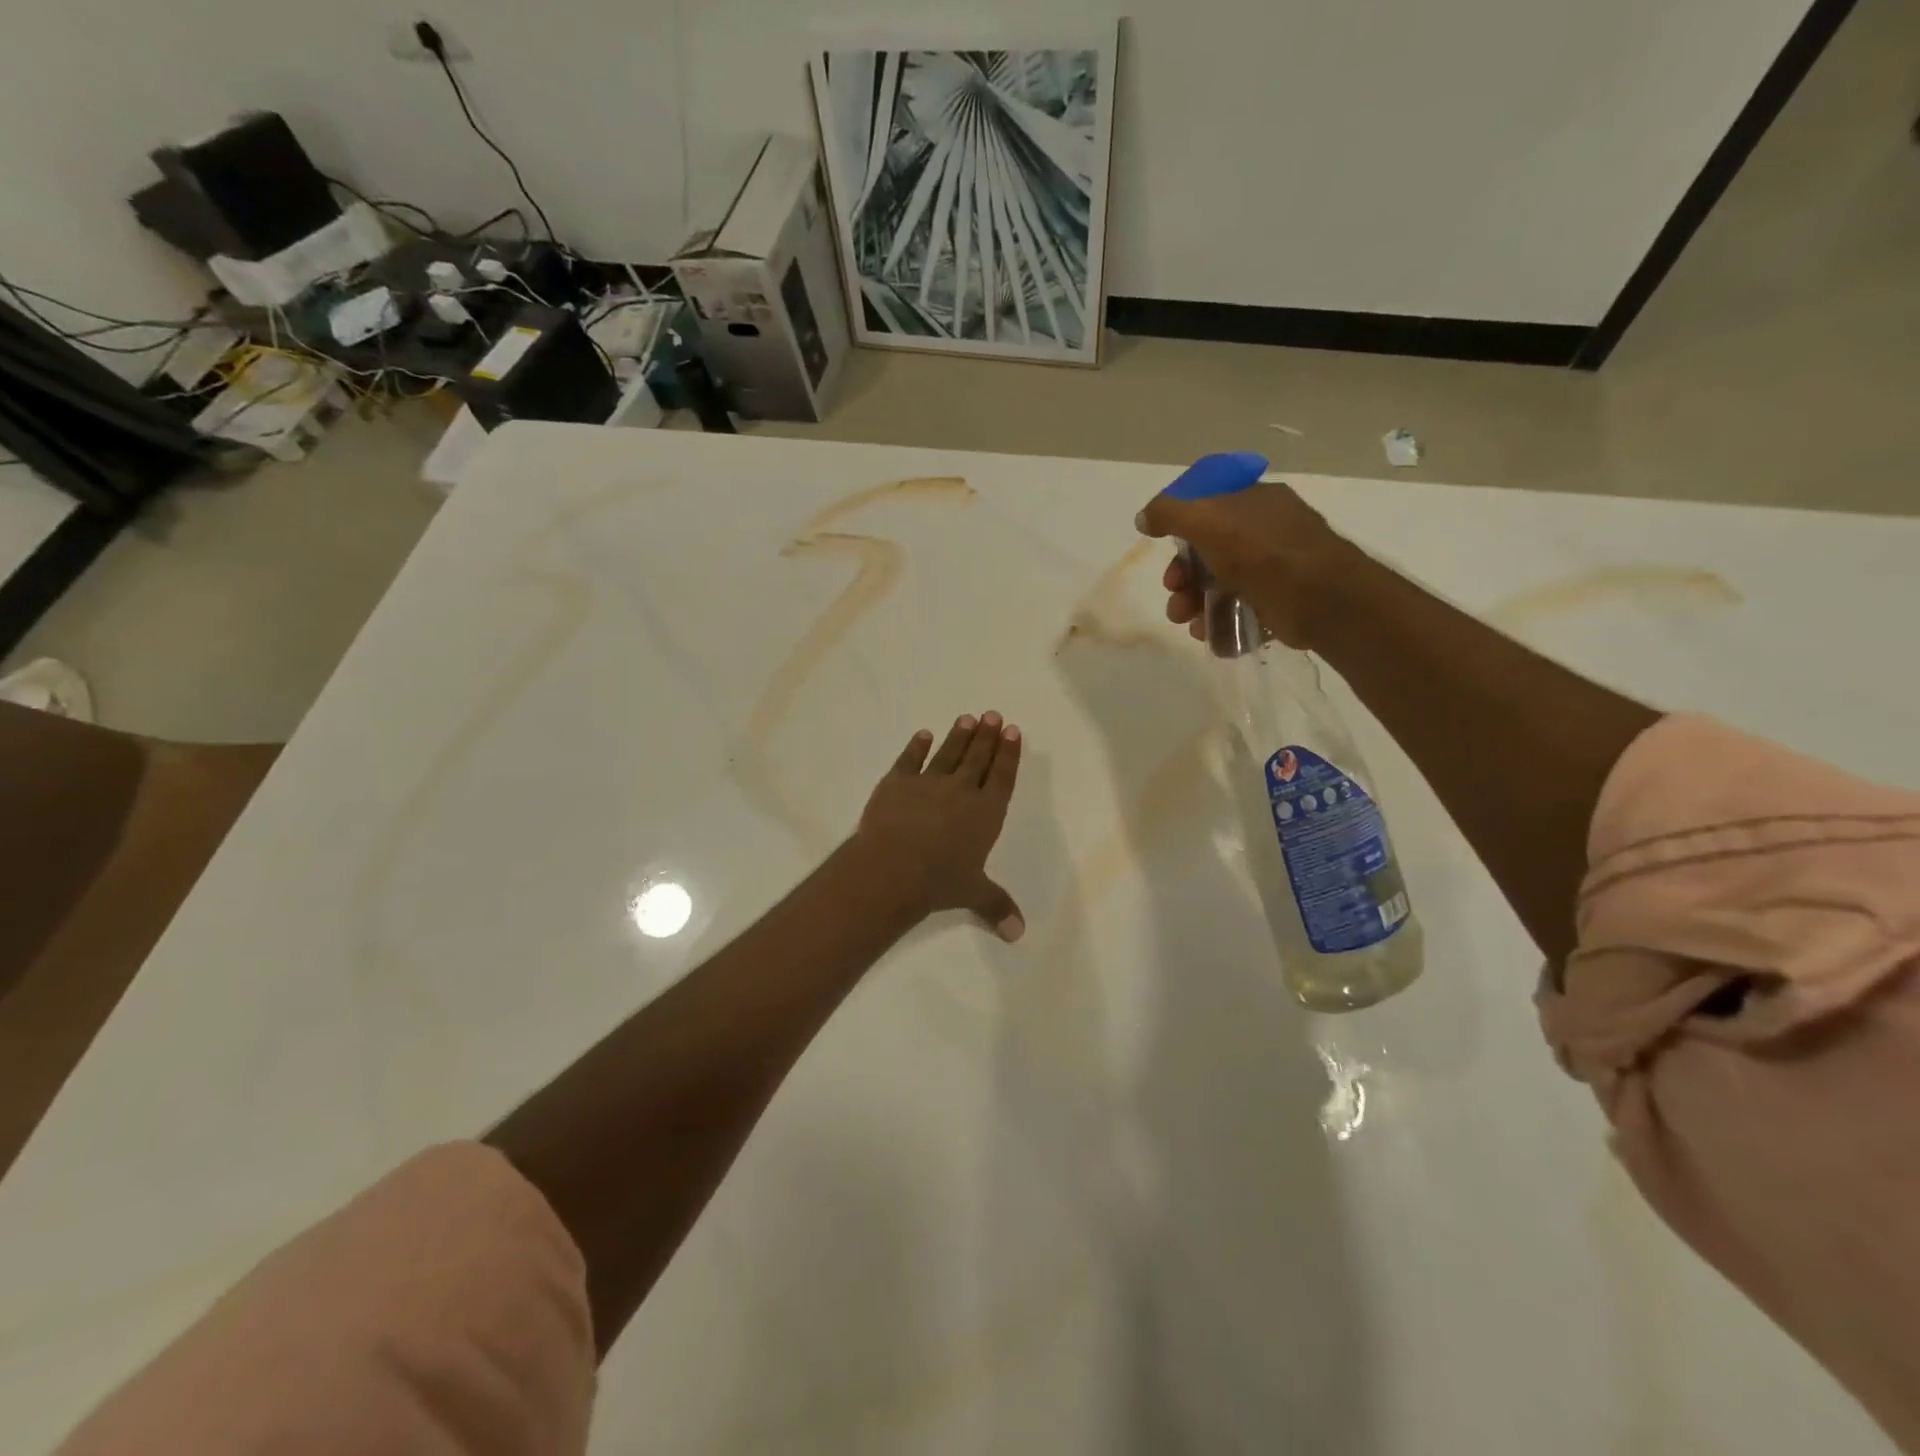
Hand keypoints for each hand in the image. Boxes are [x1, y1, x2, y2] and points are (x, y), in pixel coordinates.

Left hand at [854, 712, 1024, 941]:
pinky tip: (923, 735)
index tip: (1013, 731)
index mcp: (986, 812)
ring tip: (968, 718)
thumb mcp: (973, 895)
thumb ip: (997, 907)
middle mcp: (961, 791)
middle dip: (988, 736)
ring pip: (948, 753)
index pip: (1002, 777)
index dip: (1009, 754)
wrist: (891, 868)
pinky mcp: (896, 782)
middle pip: (978, 757)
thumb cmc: (938, 881)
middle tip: (993, 715)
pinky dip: (917, 747)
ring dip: (959, 735)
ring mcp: (928, 783)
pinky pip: (910, 760)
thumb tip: (1019, 935)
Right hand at [1135, 481, 1358, 648]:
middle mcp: (1267, 530)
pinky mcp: (1280, 602)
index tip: (1165, 554)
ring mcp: (1276, 568)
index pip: (1208, 509)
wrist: (1320, 598)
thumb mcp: (1206, 520)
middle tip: (1174, 595)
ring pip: (1222, 584)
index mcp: (1255, 501)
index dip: (1181, 532)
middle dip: (1184, 577)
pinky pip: (1241, 610)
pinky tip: (1208, 634)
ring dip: (1196, 604)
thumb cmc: (1262, 551)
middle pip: (1211, 552)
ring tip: (1187, 623)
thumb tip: (1143, 516)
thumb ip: (1169, 513)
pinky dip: (1220, 623)